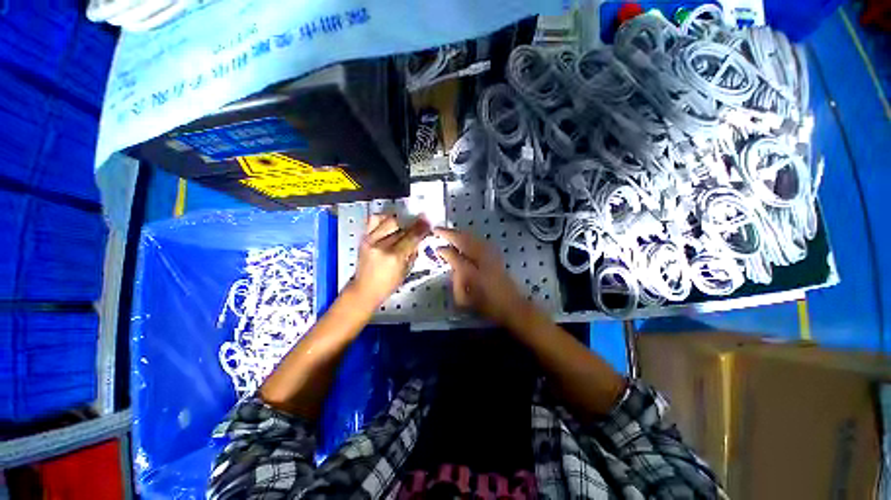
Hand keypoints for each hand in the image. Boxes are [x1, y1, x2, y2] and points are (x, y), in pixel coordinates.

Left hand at [350, 213, 430, 308]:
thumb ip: (413, 251)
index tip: (427, 223)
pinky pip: (374, 220)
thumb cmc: (389, 284)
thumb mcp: (407, 270)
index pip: (411, 237)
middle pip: (400, 226)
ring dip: (399, 220)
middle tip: (419, 223)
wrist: (365, 289)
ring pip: (388, 220)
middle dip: (412, 224)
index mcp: (394, 257)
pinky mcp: (363, 238)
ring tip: (404, 224)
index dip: (421, 228)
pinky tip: (390, 222)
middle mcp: (381, 245)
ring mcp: (370, 240)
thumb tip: (419, 237)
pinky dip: (384, 218)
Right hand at [435, 227, 531, 327]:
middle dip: (449, 233)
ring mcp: (490, 253)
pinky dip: (468, 236)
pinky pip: (478, 239)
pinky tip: (464, 237)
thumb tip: (451, 263)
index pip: (454, 255)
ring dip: (459, 233)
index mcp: (472, 270)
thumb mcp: (465, 299)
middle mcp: (481, 257)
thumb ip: (456, 279)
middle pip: (463, 239)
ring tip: (448, 232)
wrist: (512, 305)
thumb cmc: (487, 305)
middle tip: (437, 230)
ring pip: (471, 236)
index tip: (436, 248)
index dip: (443, 250)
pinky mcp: (495, 253)